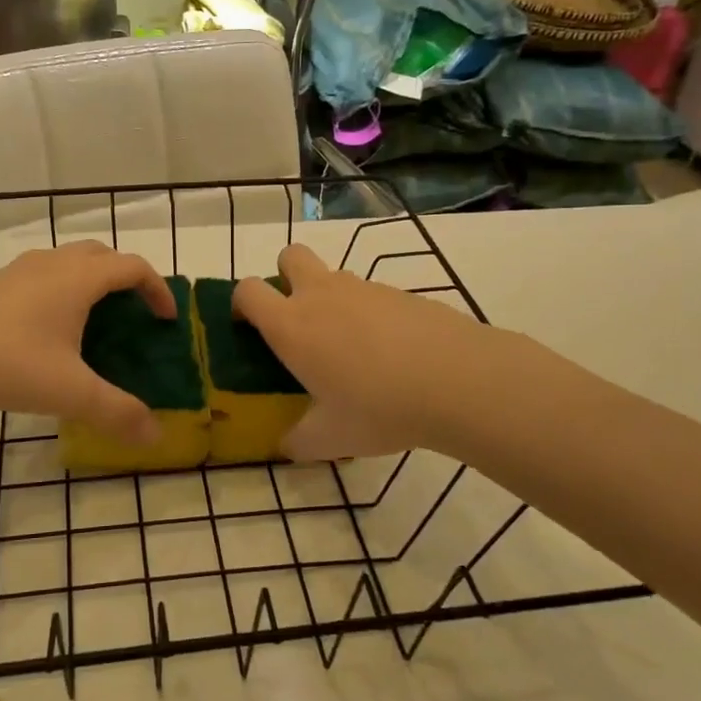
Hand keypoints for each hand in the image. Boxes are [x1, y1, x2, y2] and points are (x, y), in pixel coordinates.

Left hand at [0, 241, 174, 443]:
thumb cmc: (8, 365)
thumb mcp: (70, 393)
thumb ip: (117, 412)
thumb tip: (155, 436)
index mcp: (78, 278)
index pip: (133, 267)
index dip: (158, 289)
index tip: (167, 320)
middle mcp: (52, 263)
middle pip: (103, 255)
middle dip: (126, 278)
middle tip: (134, 314)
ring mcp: (20, 270)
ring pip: (70, 261)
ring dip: (93, 281)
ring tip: (96, 321)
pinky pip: (46, 274)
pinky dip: (65, 289)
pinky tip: (52, 330)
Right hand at [233, 244, 506, 459]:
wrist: (459, 380)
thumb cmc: (379, 408)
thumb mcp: (331, 439)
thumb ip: (300, 441)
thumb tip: (287, 445)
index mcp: (291, 326)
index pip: (248, 291)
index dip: (241, 304)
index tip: (249, 329)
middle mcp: (321, 295)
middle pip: (289, 256)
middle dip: (284, 276)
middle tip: (298, 319)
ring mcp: (364, 288)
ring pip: (333, 276)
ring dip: (329, 299)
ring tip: (351, 349)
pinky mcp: (400, 292)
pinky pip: (370, 295)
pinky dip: (369, 314)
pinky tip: (391, 353)